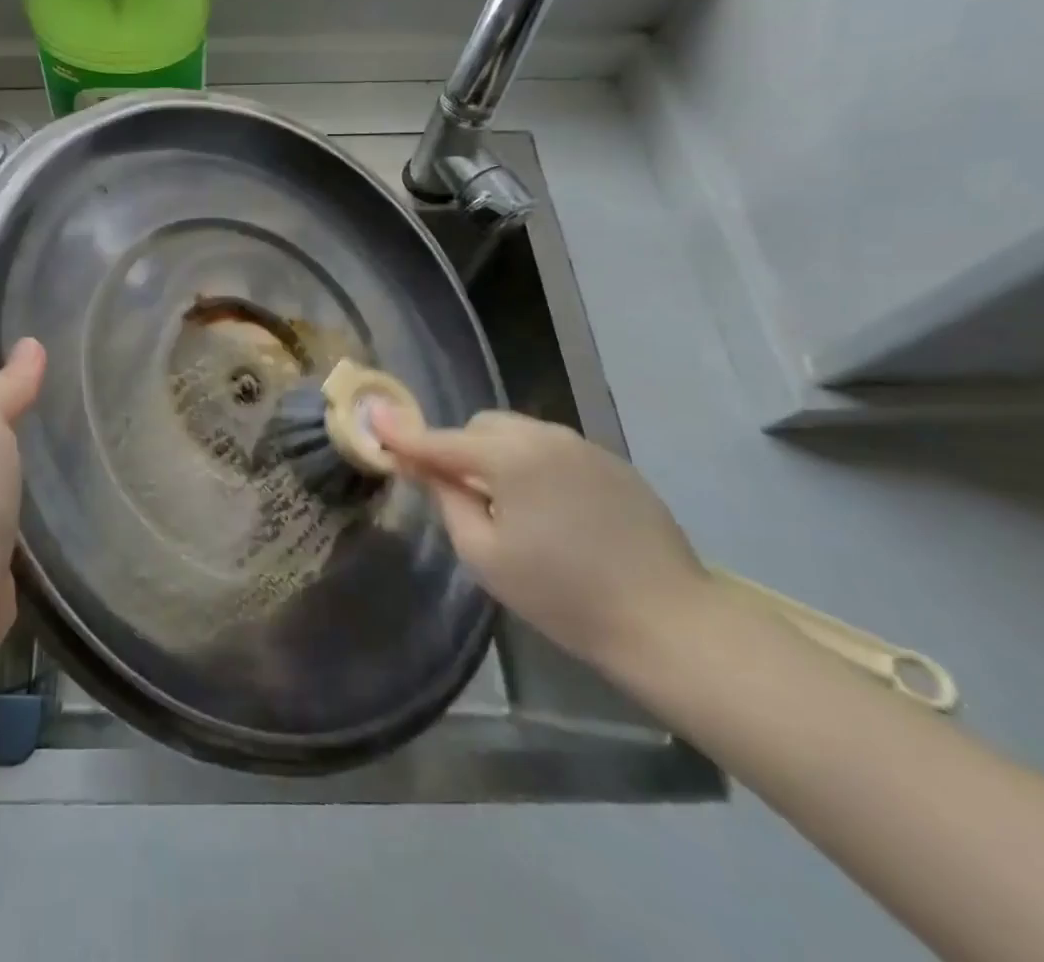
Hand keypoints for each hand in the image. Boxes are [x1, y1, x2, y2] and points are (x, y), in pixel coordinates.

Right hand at [377, 409, 708, 671]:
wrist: (668, 621)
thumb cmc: (562, 595)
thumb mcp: (485, 554)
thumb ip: (448, 498)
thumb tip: (422, 465)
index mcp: (509, 456)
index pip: (442, 440)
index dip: (404, 434)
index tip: (374, 421)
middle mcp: (545, 436)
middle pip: (482, 426)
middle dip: (461, 449)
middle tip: (461, 494)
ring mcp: (583, 445)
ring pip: (518, 433)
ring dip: (498, 455)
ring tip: (510, 506)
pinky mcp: (613, 462)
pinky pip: (553, 449)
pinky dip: (534, 465)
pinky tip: (552, 511)